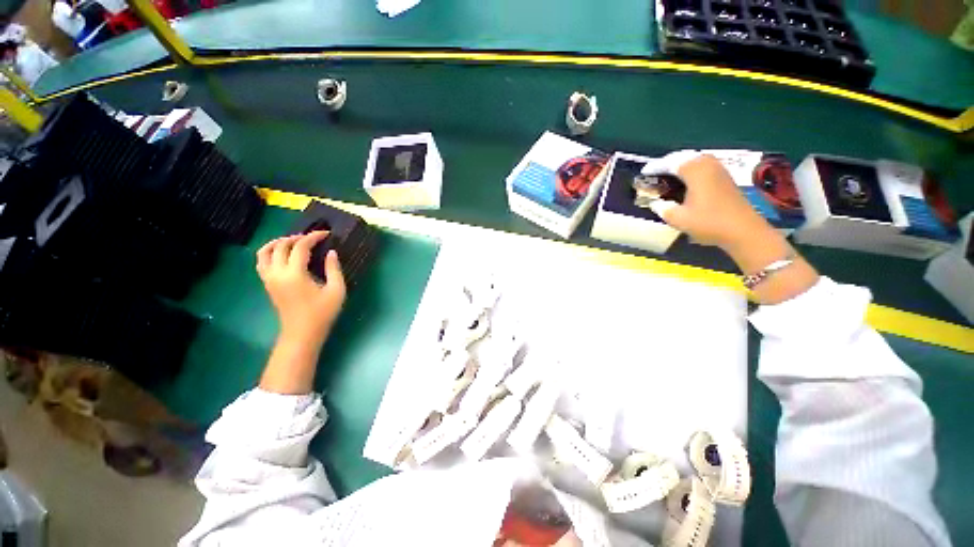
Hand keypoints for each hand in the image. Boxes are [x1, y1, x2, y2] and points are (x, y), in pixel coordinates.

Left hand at [256, 231, 346, 347]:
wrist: (302, 333)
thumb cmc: (322, 313)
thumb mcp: (336, 290)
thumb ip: (334, 269)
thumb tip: (331, 252)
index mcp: (295, 274)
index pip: (300, 247)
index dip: (313, 237)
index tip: (326, 234)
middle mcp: (277, 273)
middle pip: (281, 246)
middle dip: (297, 237)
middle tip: (313, 238)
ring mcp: (269, 279)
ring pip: (265, 252)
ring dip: (278, 242)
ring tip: (293, 241)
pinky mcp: (267, 284)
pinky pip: (262, 262)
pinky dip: (270, 252)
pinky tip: (283, 255)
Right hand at [641, 152, 777, 250]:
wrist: (743, 230)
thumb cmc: (709, 222)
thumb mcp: (678, 218)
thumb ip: (662, 208)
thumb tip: (655, 202)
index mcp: (694, 170)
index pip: (669, 163)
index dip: (654, 167)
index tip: (642, 173)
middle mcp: (707, 164)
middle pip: (683, 157)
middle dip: (667, 163)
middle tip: (653, 172)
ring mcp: (718, 169)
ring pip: (694, 159)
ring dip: (679, 165)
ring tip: (666, 175)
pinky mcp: (724, 177)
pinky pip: (702, 166)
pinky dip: (690, 169)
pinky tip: (684, 180)